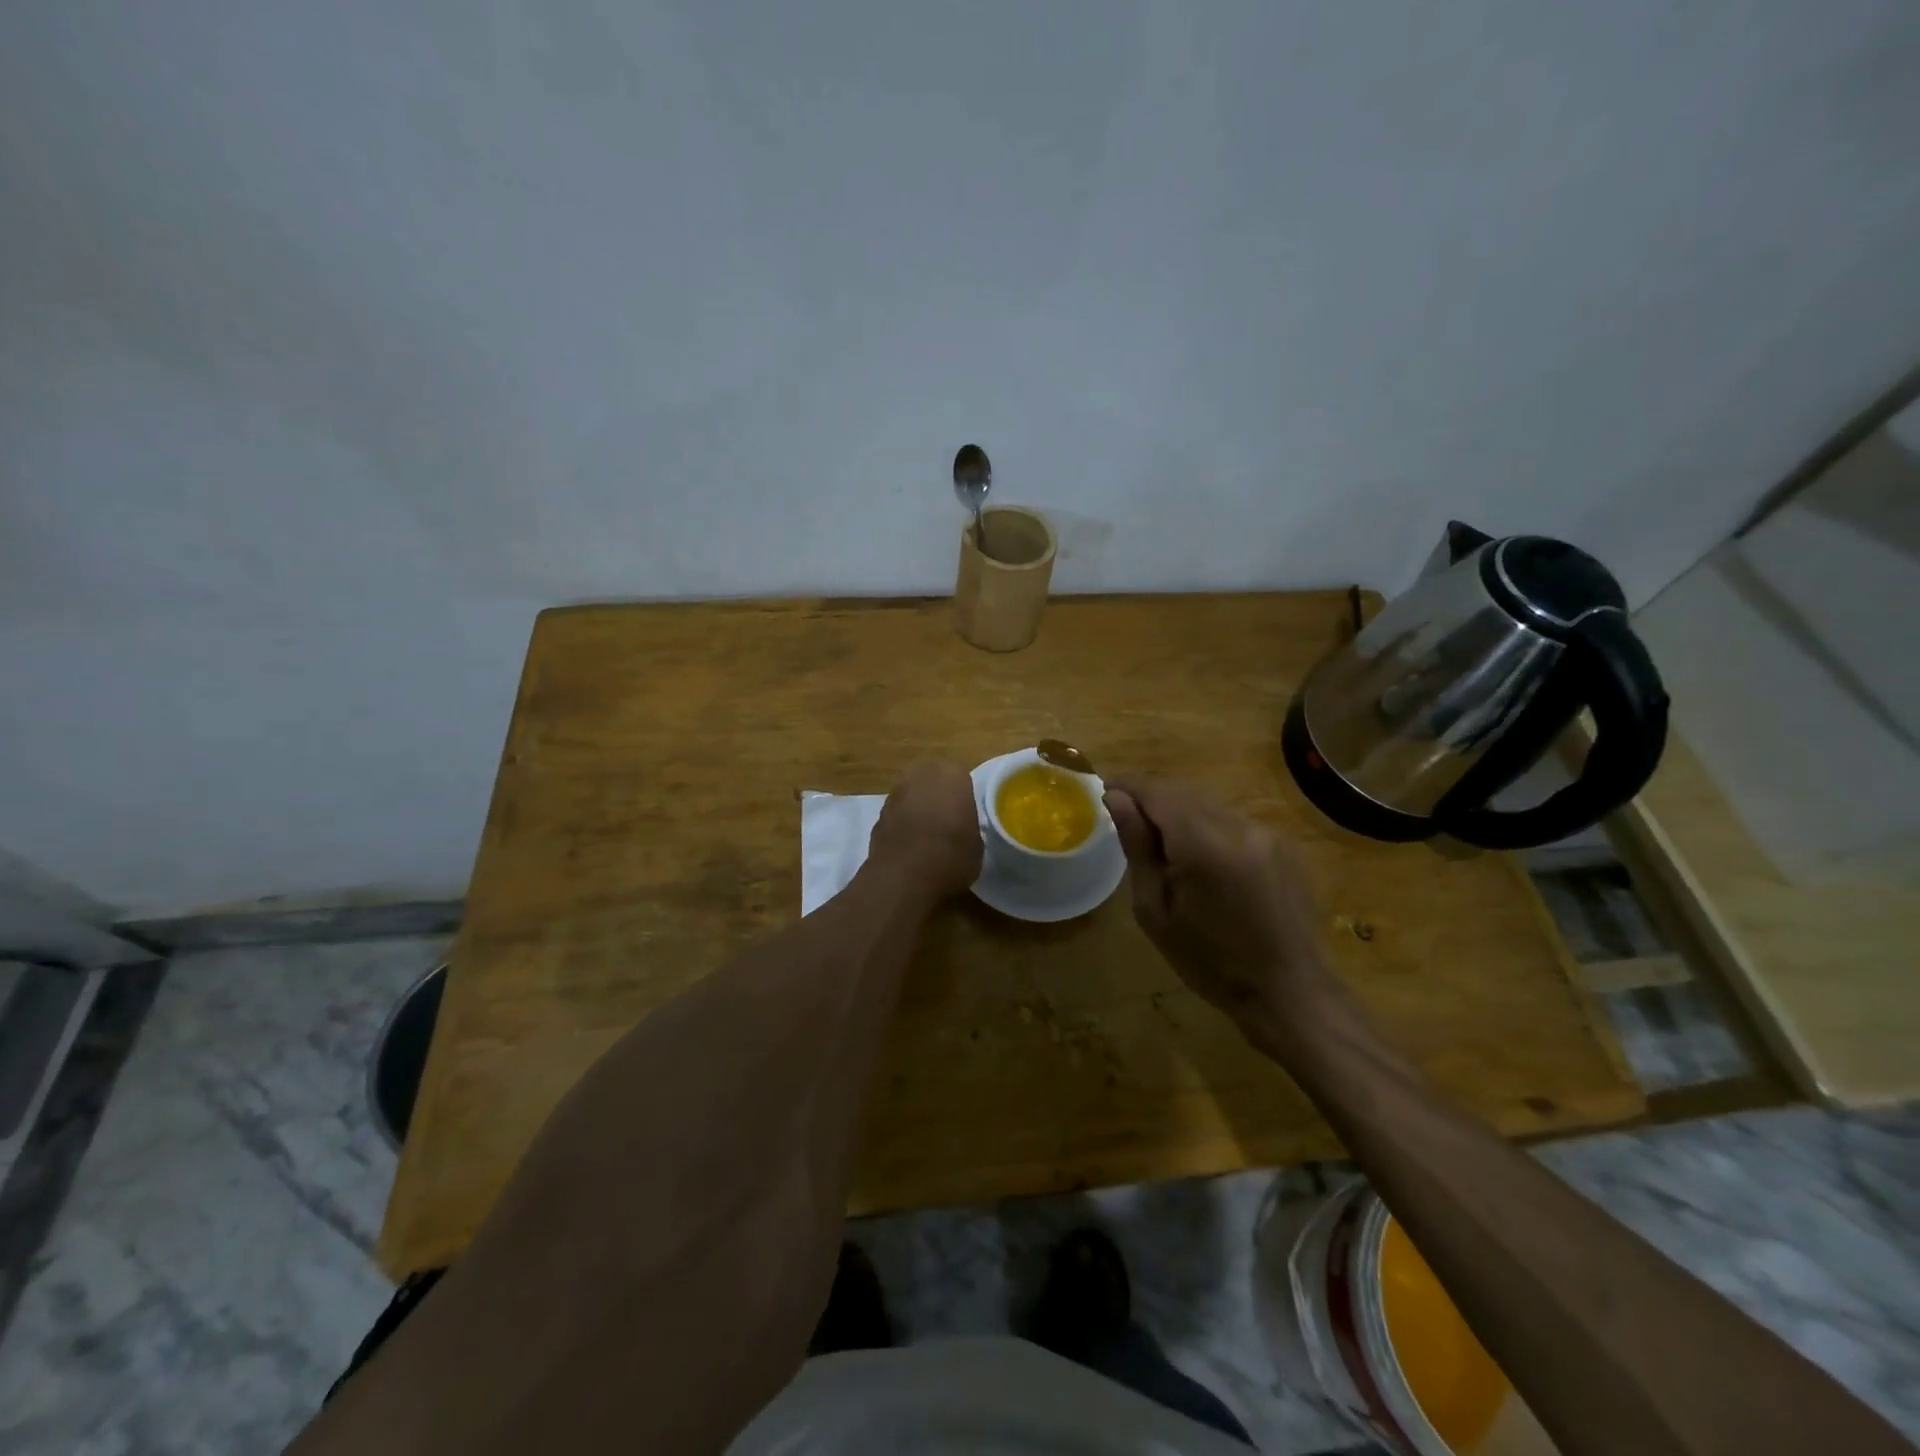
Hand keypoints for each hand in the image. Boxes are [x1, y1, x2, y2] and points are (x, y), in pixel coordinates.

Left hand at [869, 762, 982, 899]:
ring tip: (928, 835)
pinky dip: (902, 824)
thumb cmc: (951, 857)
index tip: (966, 814)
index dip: (963, 795)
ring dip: (918, 807)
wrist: (904, 878)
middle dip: (938, 795)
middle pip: (932, 778)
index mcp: (951, 775)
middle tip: (948, 820)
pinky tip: (910, 846)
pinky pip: (897, 813)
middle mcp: (920, 775)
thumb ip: (968, 825)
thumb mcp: (977, 844)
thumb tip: (961, 829)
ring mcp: (895, 793)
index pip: (961, 776)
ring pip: (912, 794)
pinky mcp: (877, 814)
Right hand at [1105, 778, 1332, 1042]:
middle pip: (1183, 792)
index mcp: (1204, 845)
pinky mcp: (1283, 843)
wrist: (1288, 991)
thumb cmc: (1209, 961)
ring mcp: (1266, 832)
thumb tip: (1116, 798)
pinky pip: (1233, 821)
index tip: (1103, 791)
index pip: (1157, 792)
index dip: (1127, 785)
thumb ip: (1137, 847)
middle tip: (1125, 819)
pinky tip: (1201, 859)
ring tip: (1161, 842)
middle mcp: (1239, 826)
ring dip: (1179, 812)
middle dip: (1151, 799)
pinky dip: (1207, 827)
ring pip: (1208, 804)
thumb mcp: (1155, 910)